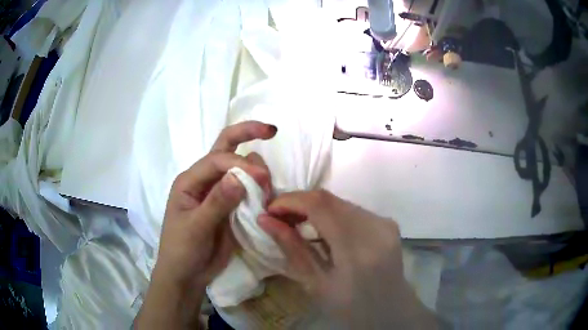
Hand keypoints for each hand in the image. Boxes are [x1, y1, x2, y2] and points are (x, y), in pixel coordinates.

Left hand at [135, 121, 275, 328]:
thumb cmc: (182, 250)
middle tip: (272, 131)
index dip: (240, 164)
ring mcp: (220, 193)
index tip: (262, 179)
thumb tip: (240, 175)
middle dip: (247, 134)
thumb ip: (217, 202)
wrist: (187, 275)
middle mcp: (205, 181)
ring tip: (268, 188)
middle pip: (225, 148)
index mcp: (190, 181)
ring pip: (241, 168)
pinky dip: (261, 188)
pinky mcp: (232, 207)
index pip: (217, 160)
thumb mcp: (196, 228)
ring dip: (257, 170)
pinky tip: (269, 195)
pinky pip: (249, 190)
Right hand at [258, 190, 436, 328]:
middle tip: (279, 217)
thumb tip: (265, 220)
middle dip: (300, 203)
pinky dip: (332, 214)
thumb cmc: (350, 307)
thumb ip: (292, 248)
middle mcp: (376, 228)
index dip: (291, 201)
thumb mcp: (316, 285)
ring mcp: (385, 223)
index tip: (270, 210)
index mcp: (357, 250)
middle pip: (330, 199)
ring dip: (315, 208)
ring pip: (341, 202)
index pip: (320, 205)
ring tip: (298, 223)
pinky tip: (324, 230)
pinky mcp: (388, 223)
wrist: (390, 311)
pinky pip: (353, 209)